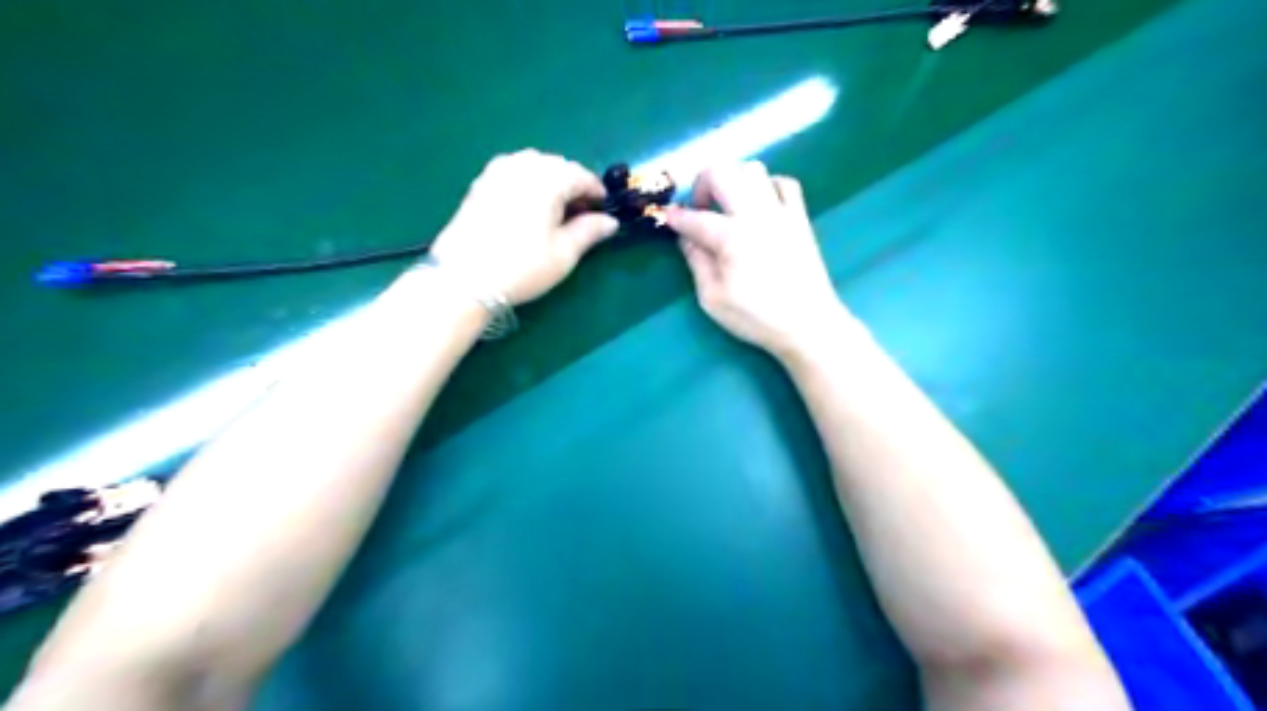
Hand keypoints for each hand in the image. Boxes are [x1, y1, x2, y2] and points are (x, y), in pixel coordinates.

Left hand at [427, 150, 621, 304]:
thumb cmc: (522, 267)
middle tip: (581, 214)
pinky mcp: (480, 183)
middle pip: (558, 166)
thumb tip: (610, 221)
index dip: (597, 193)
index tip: (604, 212)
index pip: (582, 175)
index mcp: (548, 178)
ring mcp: (498, 171)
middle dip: (573, 185)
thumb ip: (590, 231)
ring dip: (550, 182)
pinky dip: (528, 184)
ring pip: (534, 166)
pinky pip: (513, 172)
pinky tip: (529, 208)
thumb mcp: (564, 253)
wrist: (464, 278)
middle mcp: (523, 165)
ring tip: (555, 212)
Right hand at [672, 161, 850, 358]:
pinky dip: (766, 185)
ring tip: (727, 205)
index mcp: (731, 236)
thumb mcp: (713, 298)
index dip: (674, 217)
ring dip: (733, 180)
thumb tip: (686, 238)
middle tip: (699, 209)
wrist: (808, 324)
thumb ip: (696, 262)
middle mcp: (755, 214)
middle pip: (722, 172)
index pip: (694, 217)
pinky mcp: (800, 217)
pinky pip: (784, 182)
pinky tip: (759, 204)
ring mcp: (781, 211)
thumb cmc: (756, 317)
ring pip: (753, 169)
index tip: (665, 218)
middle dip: (701, 184)